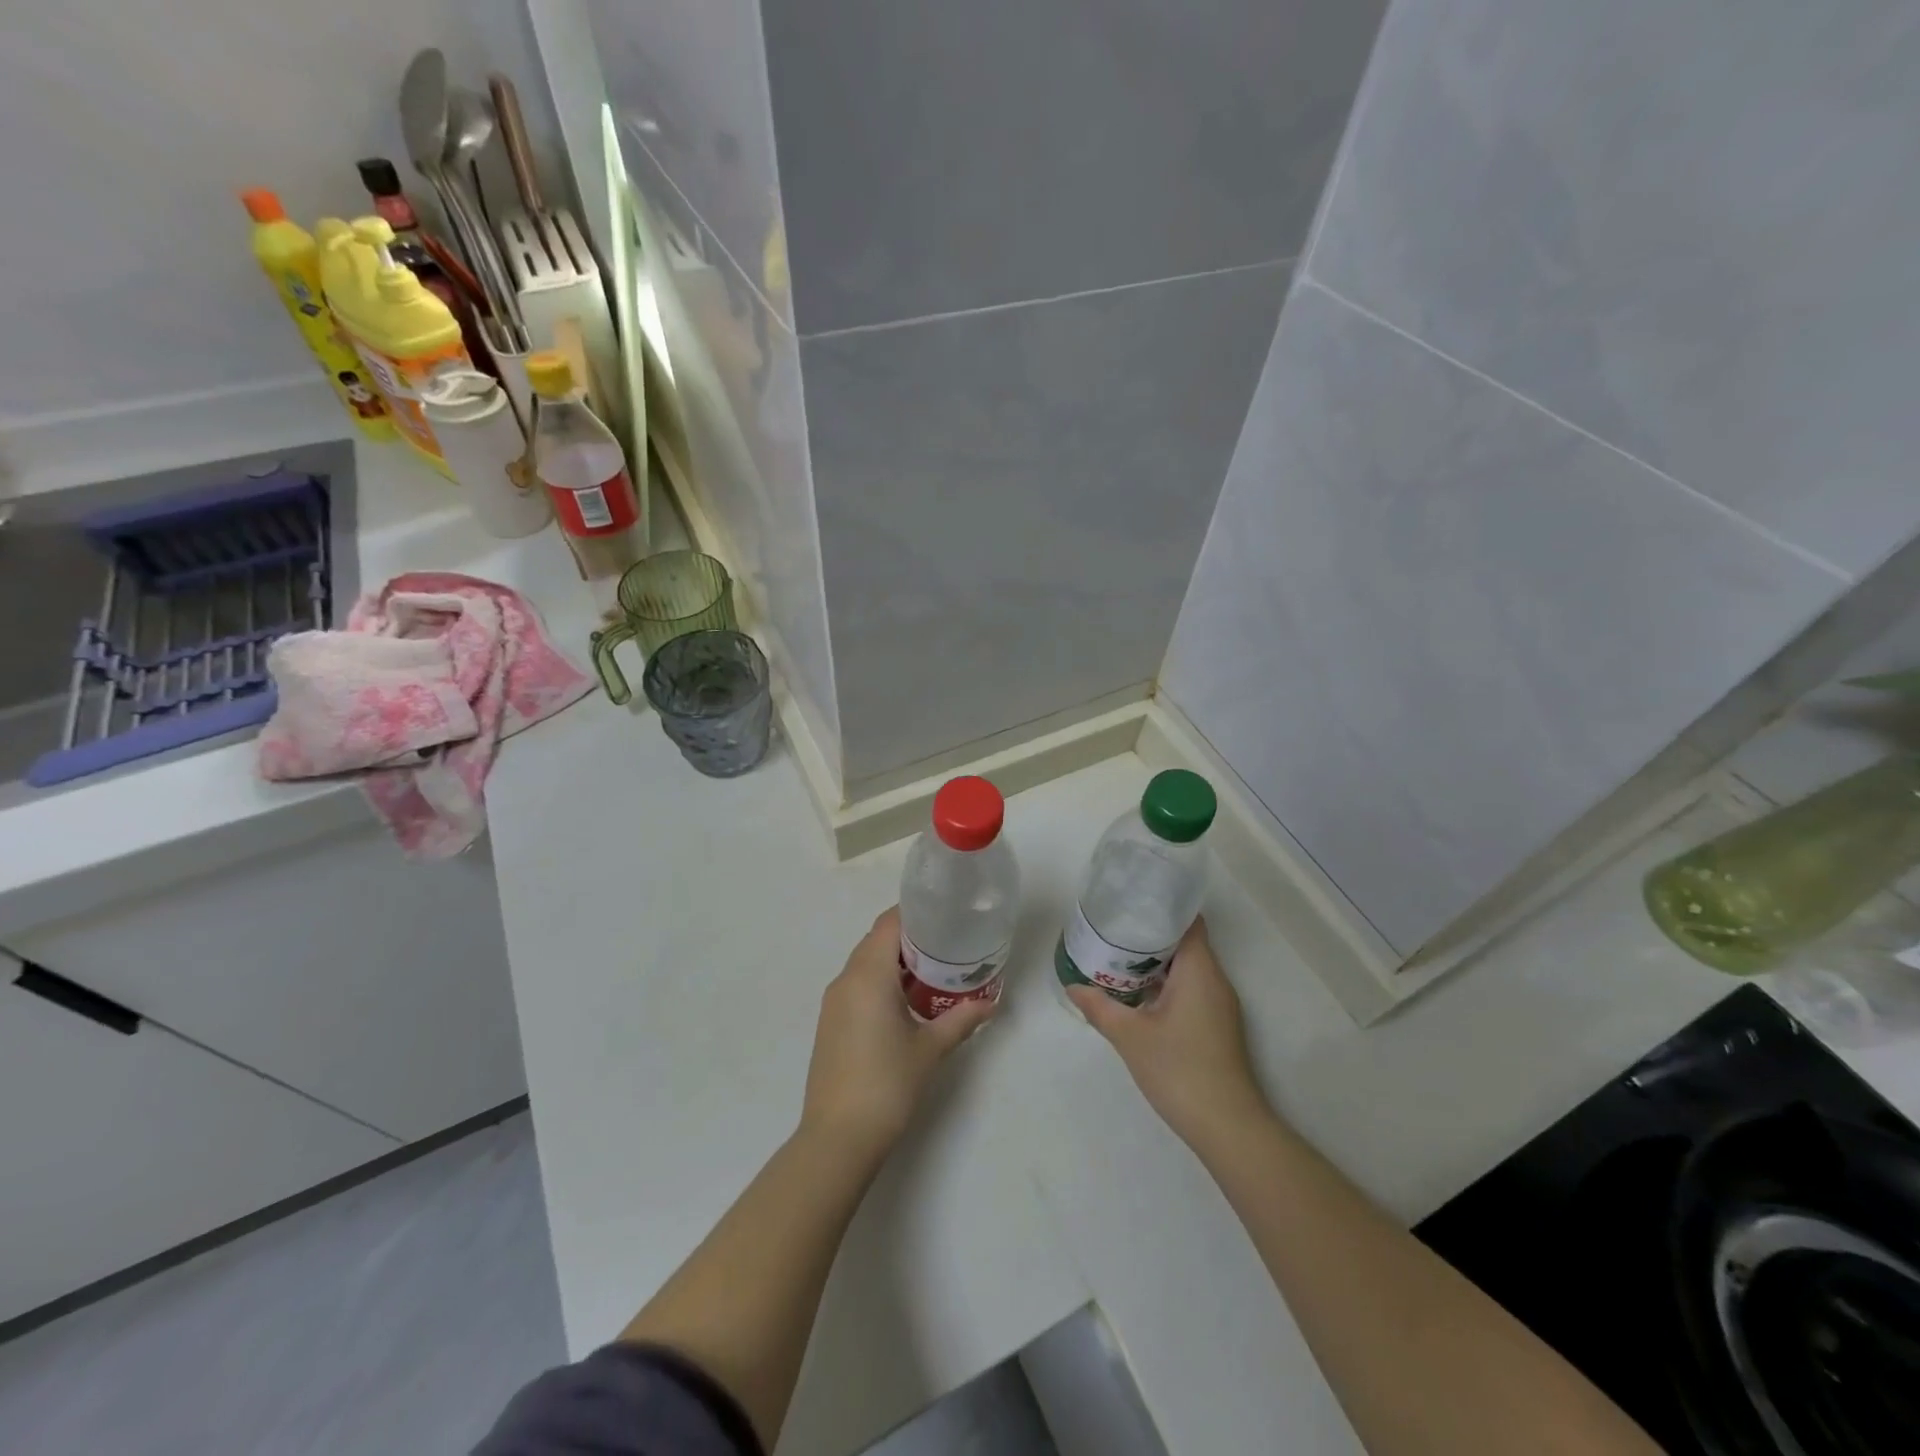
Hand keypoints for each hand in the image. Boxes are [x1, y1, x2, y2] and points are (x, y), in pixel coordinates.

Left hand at [801, 907, 997, 1154]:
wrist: (838, 1137)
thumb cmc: (887, 1084)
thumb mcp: (930, 1048)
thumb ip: (961, 1020)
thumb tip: (991, 1004)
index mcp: (868, 975)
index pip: (889, 924)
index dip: (915, 914)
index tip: (944, 916)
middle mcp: (846, 980)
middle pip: (876, 940)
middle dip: (910, 938)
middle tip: (947, 944)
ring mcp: (834, 1002)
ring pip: (865, 963)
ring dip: (894, 961)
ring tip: (932, 971)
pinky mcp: (830, 1022)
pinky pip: (857, 985)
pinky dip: (880, 982)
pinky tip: (906, 1002)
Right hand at [1068, 917, 1269, 1145]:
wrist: (1227, 1127)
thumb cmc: (1179, 1070)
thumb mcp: (1130, 1036)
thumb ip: (1100, 1007)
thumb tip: (1073, 986)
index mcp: (1200, 970)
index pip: (1188, 922)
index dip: (1162, 907)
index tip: (1131, 902)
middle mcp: (1214, 980)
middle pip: (1185, 942)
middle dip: (1149, 934)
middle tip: (1112, 928)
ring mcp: (1218, 1005)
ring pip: (1186, 968)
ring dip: (1155, 962)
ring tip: (1117, 956)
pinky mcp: (1216, 1025)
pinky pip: (1189, 989)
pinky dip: (1164, 984)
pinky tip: (1136, 994)